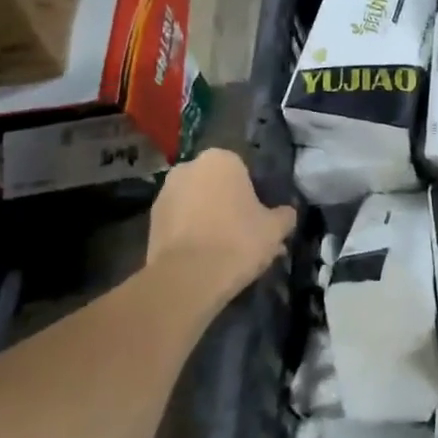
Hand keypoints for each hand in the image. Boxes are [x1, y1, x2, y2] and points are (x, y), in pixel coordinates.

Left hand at [147, 150, 296, 301]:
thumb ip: (284, 215)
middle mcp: (189, 168)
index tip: (262, 217)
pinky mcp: (150, 222)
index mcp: (221, 159)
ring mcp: (165, 194)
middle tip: (246, 234)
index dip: (255, 195)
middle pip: (217, 186)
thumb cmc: (238, 240)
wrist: (188, 278)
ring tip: (227, 252)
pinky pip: (180, 224)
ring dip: (210, 220)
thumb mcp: (276, 228)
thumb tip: (286, 213)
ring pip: (197, 205)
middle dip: (230, 205)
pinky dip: (192, 235)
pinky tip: (206, 259)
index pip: (244, 171)